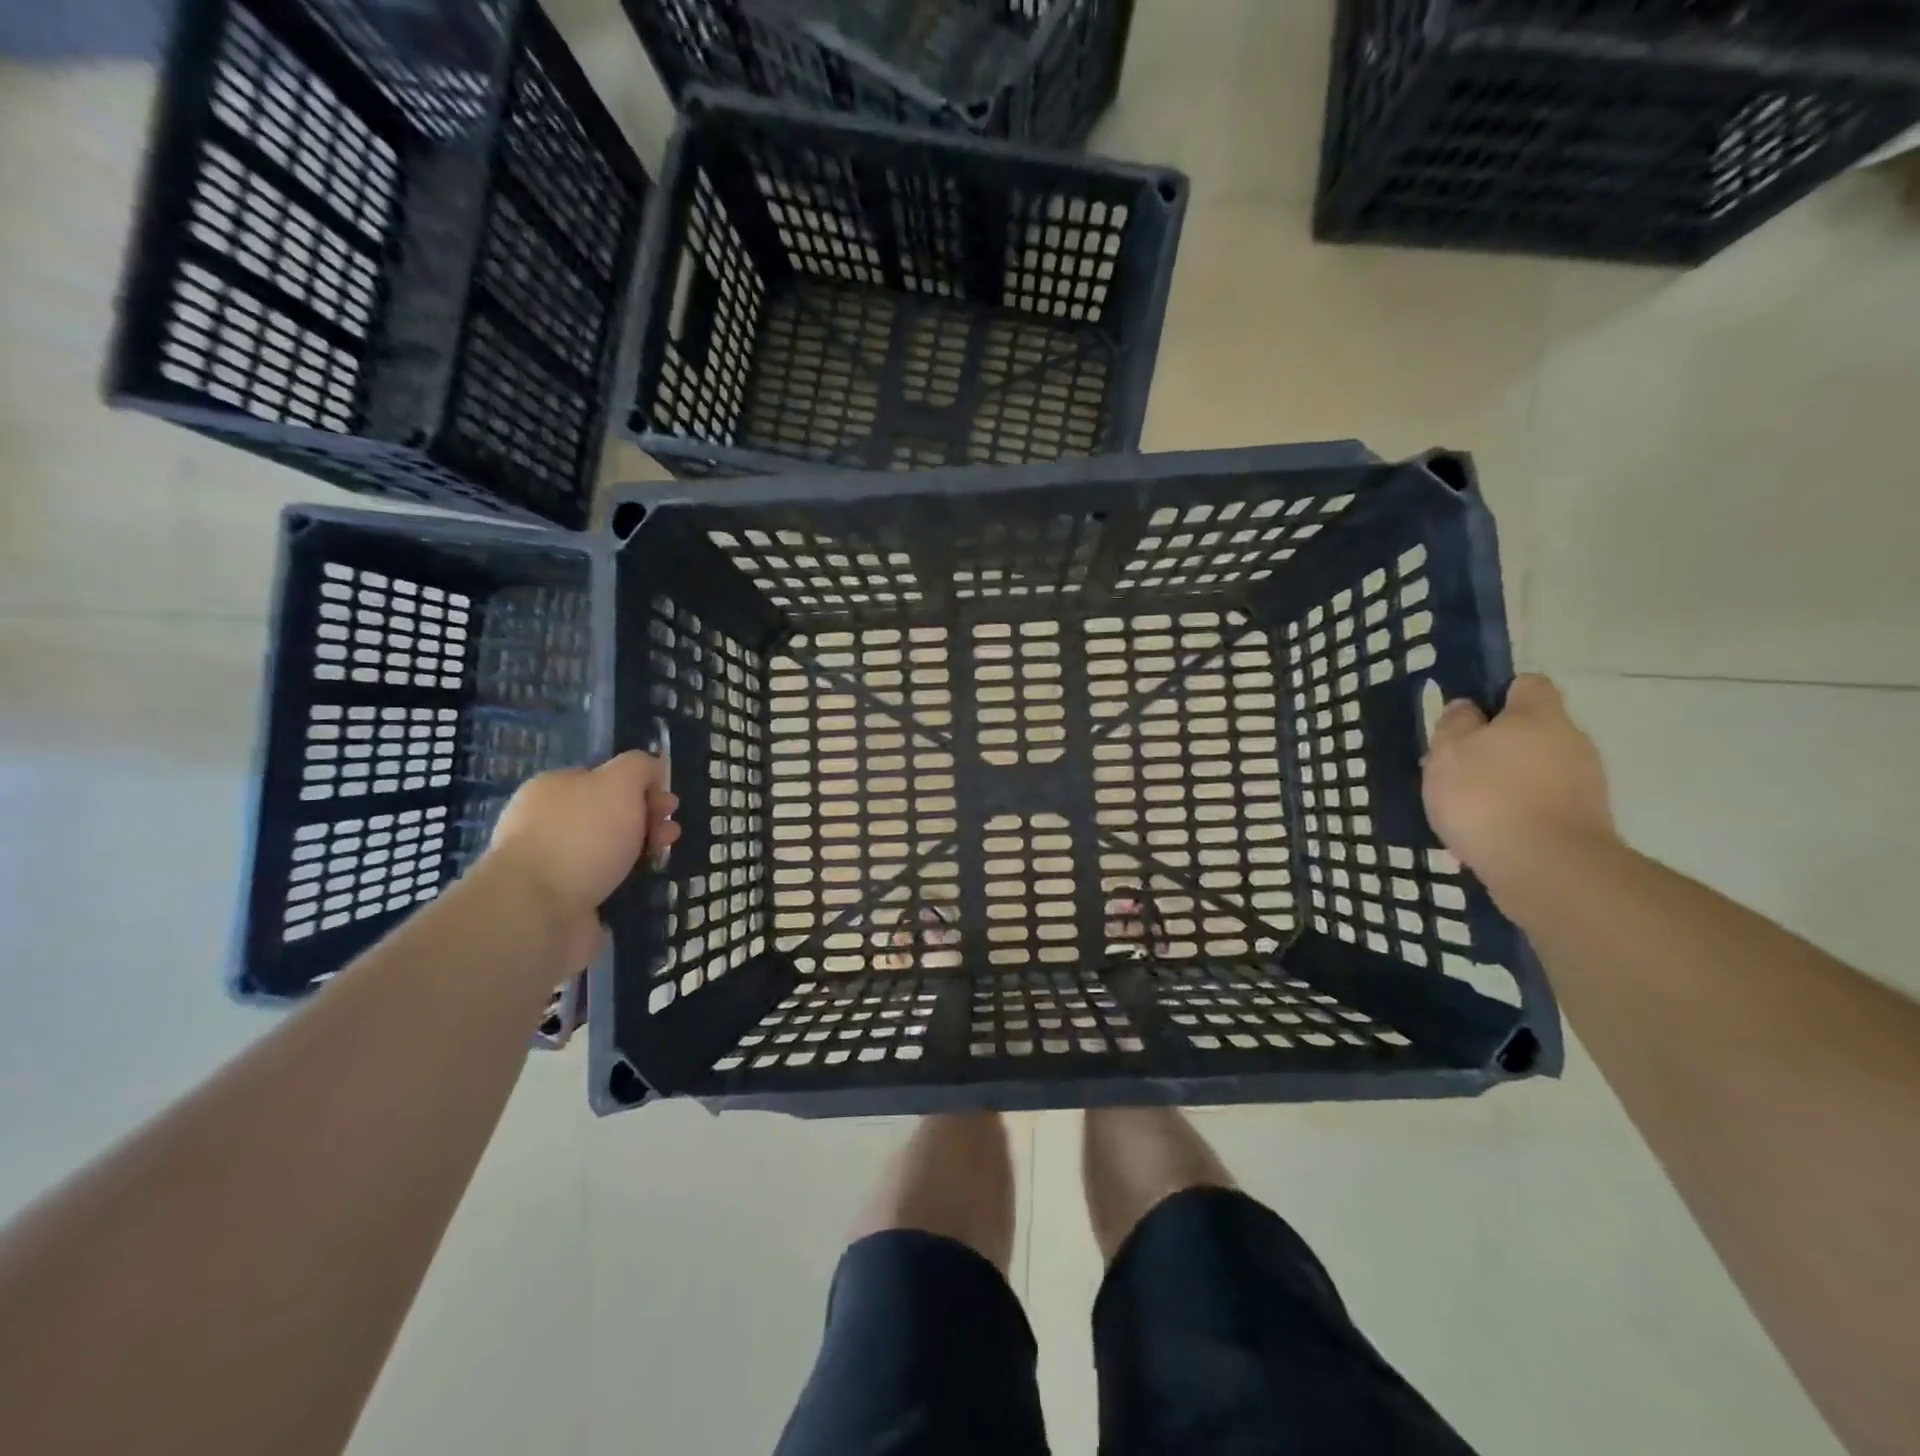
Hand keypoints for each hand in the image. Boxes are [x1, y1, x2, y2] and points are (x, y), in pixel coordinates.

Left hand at [484, 752, 679, 935]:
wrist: (538, 910)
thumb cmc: (582, 836)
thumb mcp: (620, 782)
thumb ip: (639, 767)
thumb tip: (651, 768)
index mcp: (554, 788)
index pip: (606, 779)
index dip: (643, 788)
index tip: (669, 805)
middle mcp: (548, 822)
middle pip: (610, 815)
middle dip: (647, 821)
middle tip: (670, 835)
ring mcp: (551, 863)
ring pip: (609, 850)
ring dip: (640, 852)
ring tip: (661, 861)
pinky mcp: (559, 900)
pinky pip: (601, 883)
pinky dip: (623, 883)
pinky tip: (639, 886)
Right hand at [1422, 675, 1617, 901]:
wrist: (1546, 868)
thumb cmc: (1487, 796)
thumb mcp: (1448, 751)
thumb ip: (1455, 724)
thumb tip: (1469, 709)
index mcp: (1539, 715)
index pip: (1525, 684)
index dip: (1494, 694)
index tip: (1465, 718)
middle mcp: (1571, 741)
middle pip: (1530, 730)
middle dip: (1495, 745)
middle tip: (1455, 768)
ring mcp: (1584, 783)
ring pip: (1534, 769)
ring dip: (1504, 781)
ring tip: (1465, 807)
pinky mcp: (1583, 821)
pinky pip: (1540, 803)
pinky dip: (1516, 812)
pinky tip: (1487, 833)